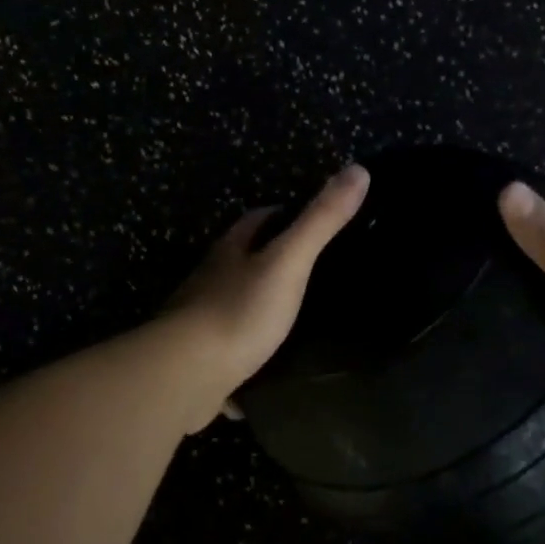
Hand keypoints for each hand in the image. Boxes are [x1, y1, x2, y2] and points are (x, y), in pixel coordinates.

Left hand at [162, 164, 370, 417]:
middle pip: (243, 259)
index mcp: (231, 250)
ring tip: (299, 315)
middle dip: (270, 258)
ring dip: (259, 303)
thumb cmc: (239, 310)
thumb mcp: (288, 262)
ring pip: (234, 302)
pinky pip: (229, 349)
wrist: (186, 374)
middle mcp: (211, 279)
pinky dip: (248, 352)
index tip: (310, 218)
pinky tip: (269, 367)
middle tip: (312, 269)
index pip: (257, 219)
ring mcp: (201, 319)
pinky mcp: (200, 357)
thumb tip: (358, 169)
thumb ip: (320, 221)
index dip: (283, 213)